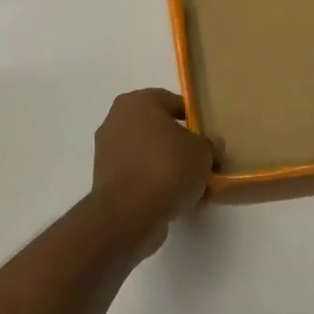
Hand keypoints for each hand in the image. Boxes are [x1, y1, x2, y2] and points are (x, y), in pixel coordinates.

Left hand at [92, 89, 216, 254]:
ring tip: (189, 183)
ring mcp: (106, 151)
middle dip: (177, 142)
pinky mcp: (104, 180)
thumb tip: (209, 146)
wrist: (130, 212)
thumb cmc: (168, 167)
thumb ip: (208, 144)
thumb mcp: (203, 151)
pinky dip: (151, 182)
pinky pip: (136, 174)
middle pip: (156, 128)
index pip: (172, 101)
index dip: (194, 118)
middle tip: (200, 160)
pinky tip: (171, 197)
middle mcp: (115, 120)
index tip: (207, 137)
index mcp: (137, 102)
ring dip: (164, 164)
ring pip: (145, 153)